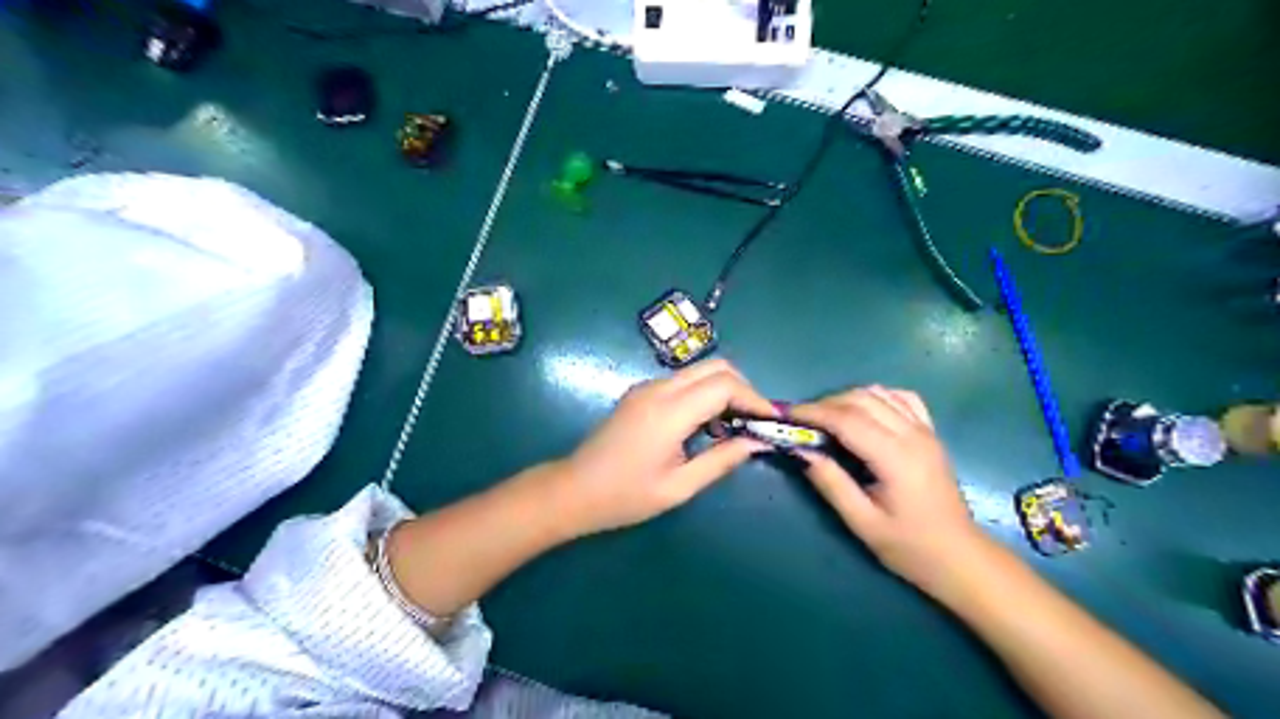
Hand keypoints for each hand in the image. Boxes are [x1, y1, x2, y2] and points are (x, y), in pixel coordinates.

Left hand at [554, 360, 773, 537]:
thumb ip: (721, 460)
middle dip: (743, 388)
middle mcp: (658, 389)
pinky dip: (705, 394)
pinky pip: (683, 382)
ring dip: (724, 390)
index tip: (771, 420)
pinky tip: (707, 425)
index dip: (754, 398)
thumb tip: (757, 442)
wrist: (574, 489)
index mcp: (668, 412)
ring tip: (735, 426)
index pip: (723, 384)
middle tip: (755, 420)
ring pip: (699, 371)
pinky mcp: (641, 393)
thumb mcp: (679, 487)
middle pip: (715, 366)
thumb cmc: (625, 496)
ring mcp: (647, 387)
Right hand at [791, 388, 987, 594]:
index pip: (846, 419)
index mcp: (895, 457)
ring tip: (826, 419)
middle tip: (801, 422)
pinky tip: (863, 412)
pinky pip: (901, 398)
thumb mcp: (863, 523)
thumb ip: (831, 483)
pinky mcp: (930, 433)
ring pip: (879, 393)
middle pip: (860, 399)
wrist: (959, 556)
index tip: (787, 416)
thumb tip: (801, 450)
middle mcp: (912, 434)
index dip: (813, 413)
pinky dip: (876, 397)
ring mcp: (925, 430)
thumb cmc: (910, 547)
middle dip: (825, 404)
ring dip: (847, 398)